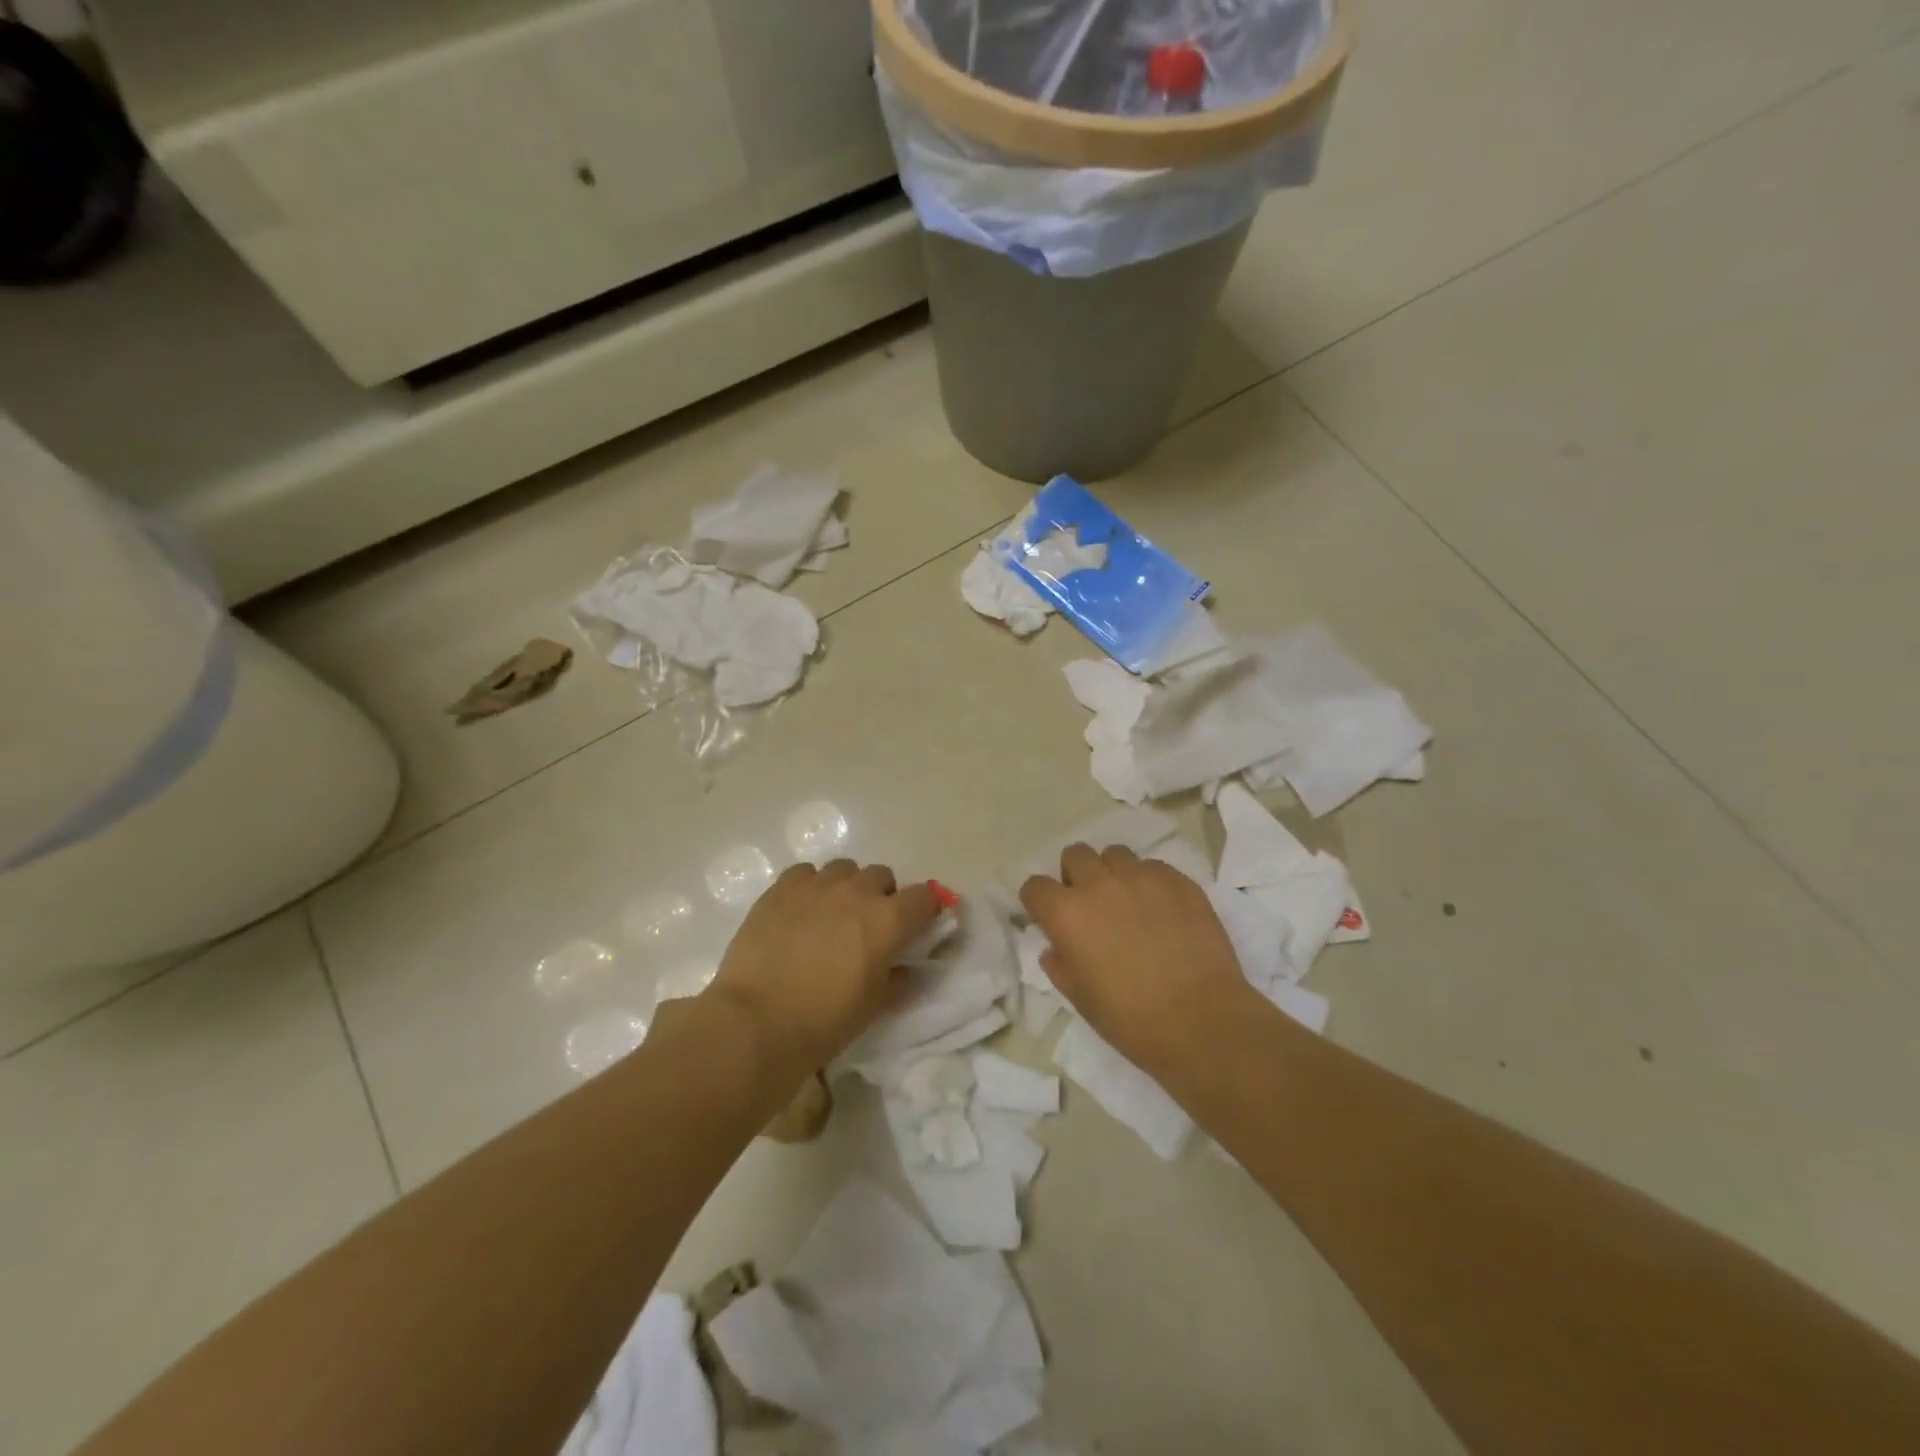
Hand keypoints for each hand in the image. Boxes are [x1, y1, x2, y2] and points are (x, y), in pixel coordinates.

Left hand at [708, 859, 937, 1073]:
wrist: (757, 1020)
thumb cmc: (825, 1021)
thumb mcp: (874, 1006)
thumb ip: (897, 978)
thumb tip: (904, 966)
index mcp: (889, 920)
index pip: (924, 897)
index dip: (925, 909)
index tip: (918, 925)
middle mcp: (857, 892)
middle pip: (882, 876)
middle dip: (882, 896)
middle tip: (868, 926)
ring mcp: (817, 885)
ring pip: (844, 869)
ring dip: (846, 887)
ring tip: (831, 915)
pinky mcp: (781, 888)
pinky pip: (805, 873)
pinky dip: (810, 886)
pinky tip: (799, 911)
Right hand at [1021, 843, 1255, 1077]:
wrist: (1201, 1020)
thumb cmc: (1131, 1019)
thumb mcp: (1080, 999)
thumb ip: (1061, 965)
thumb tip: (1056, 948)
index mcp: (1067, 913)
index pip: (1035, 886)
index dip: (1039, 902)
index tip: (1049, 918)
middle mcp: (1099, 884)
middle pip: (1075, 855)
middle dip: (1076, 875)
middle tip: (1091, 905)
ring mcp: (1142, 877)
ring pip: (1115, 854)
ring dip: (1113, 873)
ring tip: (1128, 901)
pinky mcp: (1178, 881)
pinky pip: (1154, 867)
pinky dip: (1150, 881)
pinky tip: (1162, 910)